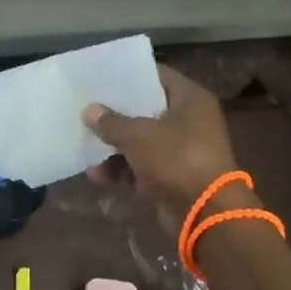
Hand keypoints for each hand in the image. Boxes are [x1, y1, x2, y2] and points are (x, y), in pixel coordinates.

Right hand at [83, 67, 241, 231]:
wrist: (204, 213)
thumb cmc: (175, 159)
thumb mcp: (137, 135)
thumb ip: (111, 122)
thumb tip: (89, 110)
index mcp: (190, 100)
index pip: (157, 76)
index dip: (129, 76)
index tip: (101, 78)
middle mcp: (189, 121)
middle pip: (146, 111)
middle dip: (116, 116)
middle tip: (86, 111)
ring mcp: (182, 151)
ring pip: (141, 143)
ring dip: (114, 149)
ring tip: (86, 150)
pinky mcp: (173, 178)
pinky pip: (143, 168)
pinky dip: (123, 172)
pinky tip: (97, 176)